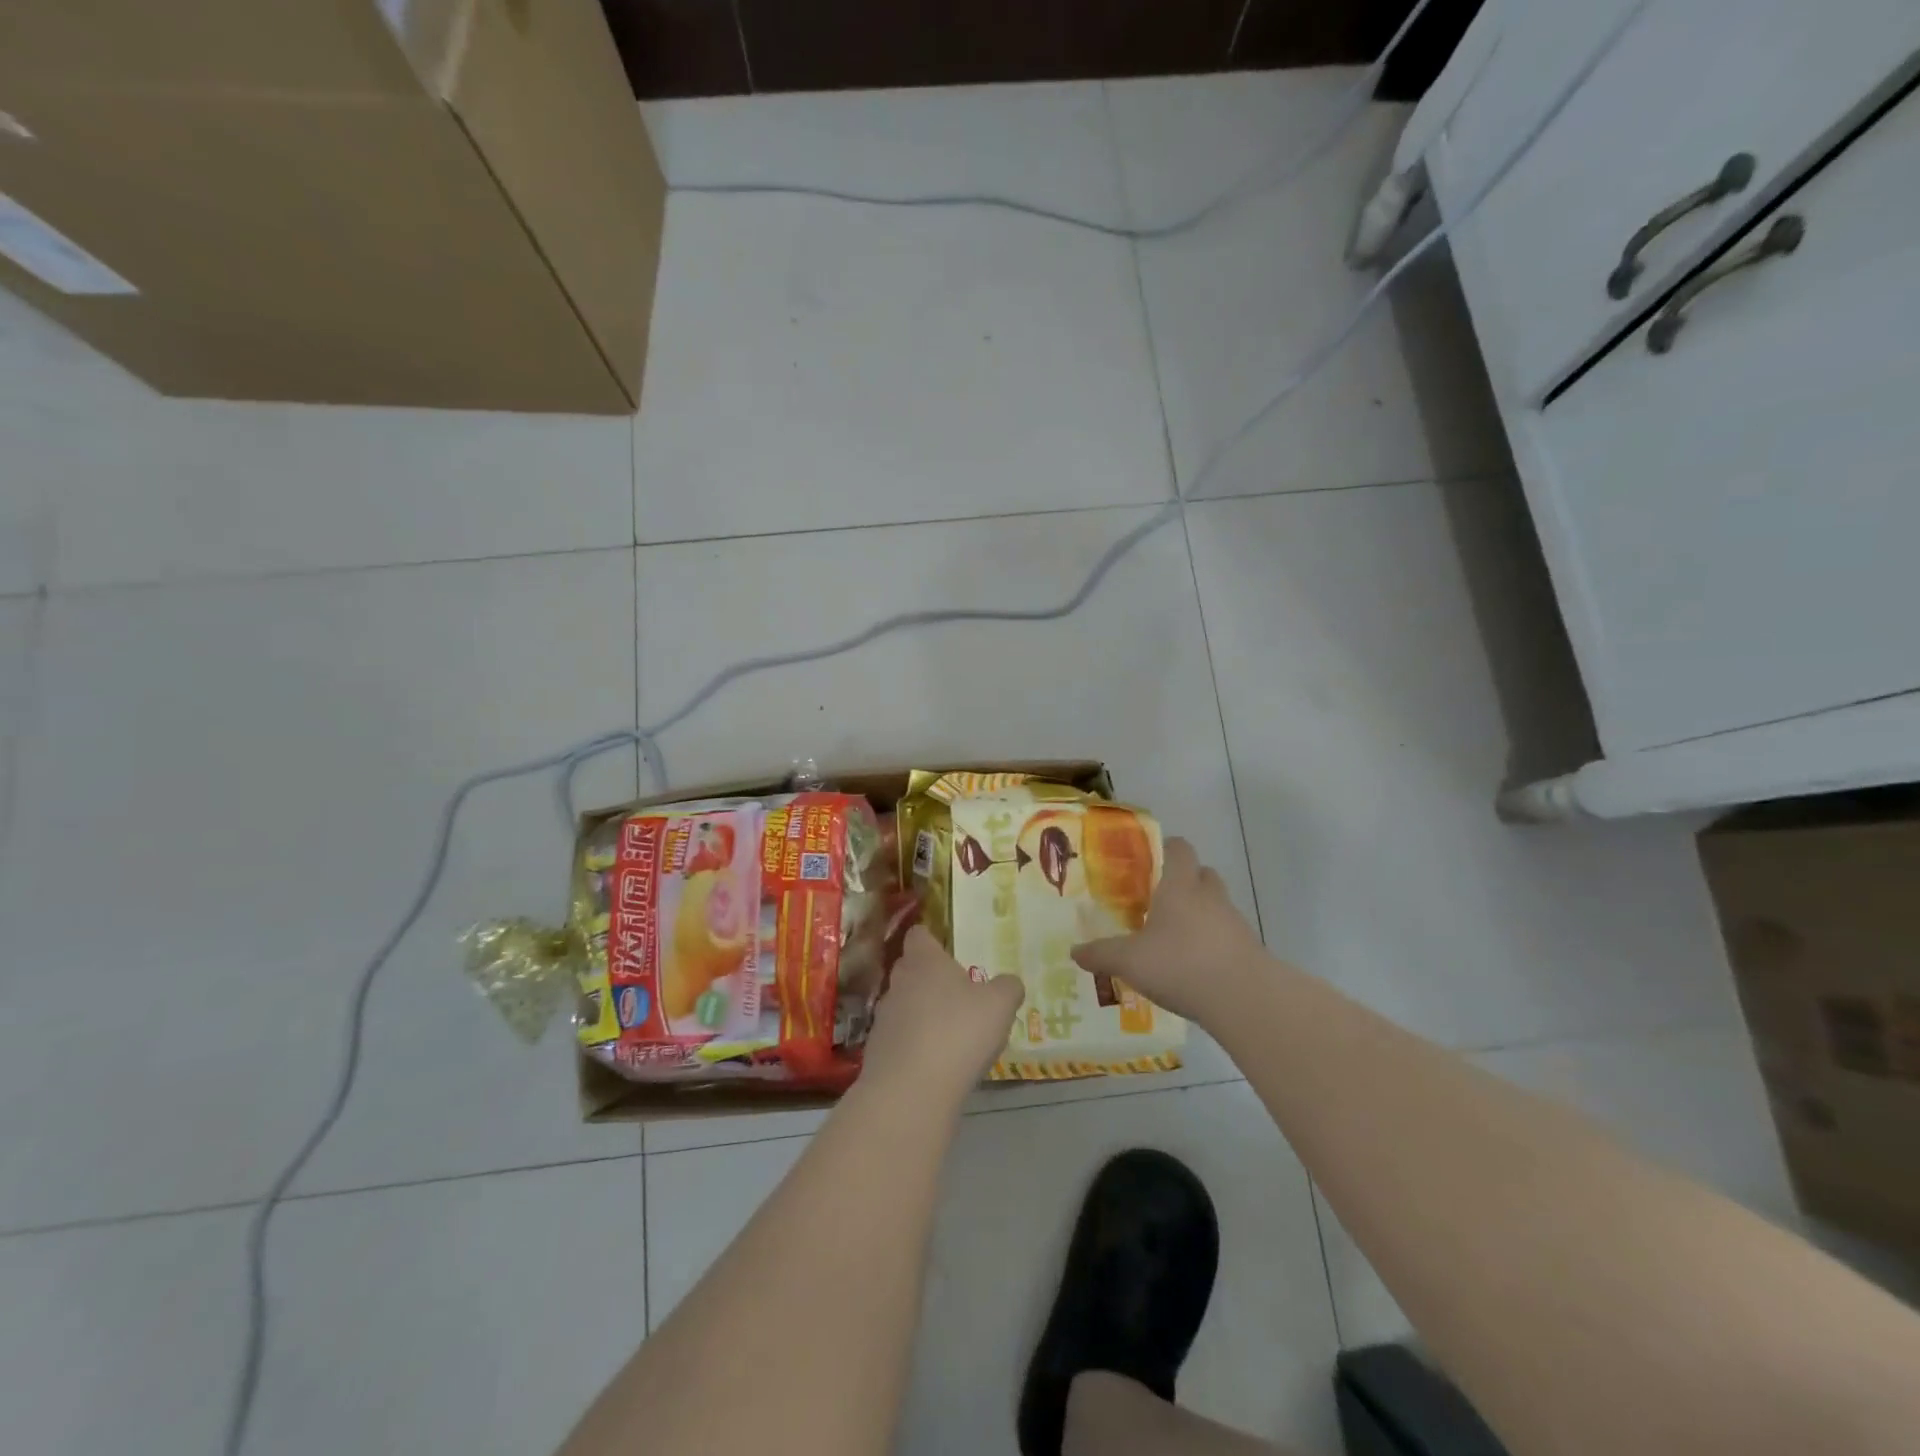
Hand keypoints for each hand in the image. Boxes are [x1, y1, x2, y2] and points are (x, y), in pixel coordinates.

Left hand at [861, 927, 1023, 1101]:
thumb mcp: (999, 1005)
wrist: (910, 1090)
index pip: (919, 935)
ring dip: (922, 1013)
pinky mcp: (877, 1051)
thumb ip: (1007, 987)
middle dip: (930, 978)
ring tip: (949, 1032)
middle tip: (957, 993)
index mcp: (924, 961)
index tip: (947, 949)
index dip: (932, 939)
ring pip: (904, 1004)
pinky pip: (900, 1038)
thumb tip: (1009, 982)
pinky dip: (914, 1044)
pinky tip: (935, 1062)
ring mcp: (884, 1017)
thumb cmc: (958, 1032)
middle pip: (910, 969)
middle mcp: (898, 982)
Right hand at [1072, 837, 1266, 1023]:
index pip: (1180, 849)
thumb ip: (1102, 954)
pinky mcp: (1249, 950)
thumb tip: (1074, 951)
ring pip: (1217, 905)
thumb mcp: (1130, 961)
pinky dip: (1214, 943)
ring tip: (1176, 938)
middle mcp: (1210, 896)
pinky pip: (1228, 935)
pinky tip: (1196, 967)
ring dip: (1201, 914)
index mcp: (1180, 886)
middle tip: (1161, 899)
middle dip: (1186, 881)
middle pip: (1203, 874)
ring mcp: (1234, 922)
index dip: (1168, 848)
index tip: (1153, 858)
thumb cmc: (1180, 964)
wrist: (1244, 999)